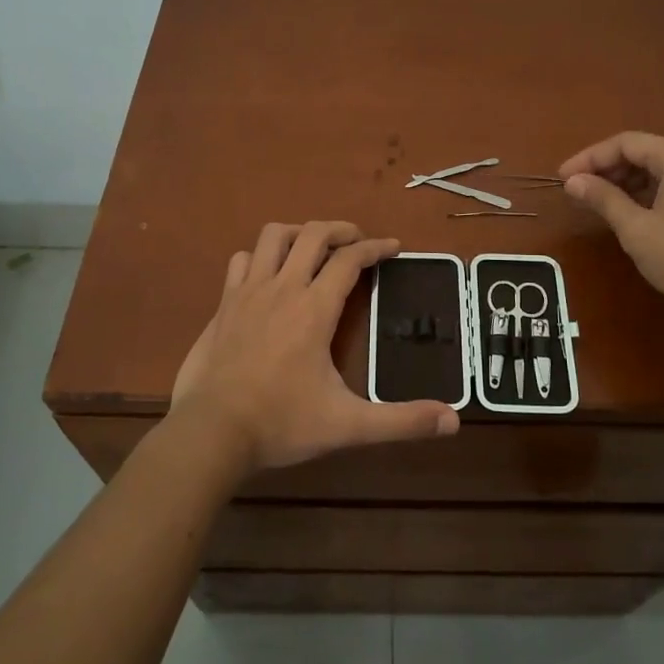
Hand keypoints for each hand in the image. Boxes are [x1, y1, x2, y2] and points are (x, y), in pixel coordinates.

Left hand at [168, 221, 460, 475]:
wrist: (211, 433)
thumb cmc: (282, 423)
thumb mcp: (348, 425)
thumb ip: (401, 421)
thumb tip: (453, 420)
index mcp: (314, 309)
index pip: (350, 259)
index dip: (376, 247)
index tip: (393, 247)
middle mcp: (282, 288)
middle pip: (313, 234)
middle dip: (341, 229)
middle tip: (358, 241)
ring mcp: (247, 293)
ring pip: (273, 236)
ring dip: (299, 233)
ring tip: (314, 248)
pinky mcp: (223, 305)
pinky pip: (242, 261)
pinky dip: (260, 257)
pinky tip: (269, 275)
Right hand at [558, 132, 663, 319]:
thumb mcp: (637, 229)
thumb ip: (604, 199)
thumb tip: (573, 181)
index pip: (626, 143)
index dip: (590, 157)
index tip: (563, 177)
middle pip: (644, 152)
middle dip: (607, 168)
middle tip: (577, 190)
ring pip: (659, 170)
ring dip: (626, 182)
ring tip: (598, 202)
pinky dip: (647, 193)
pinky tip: (631, 212)